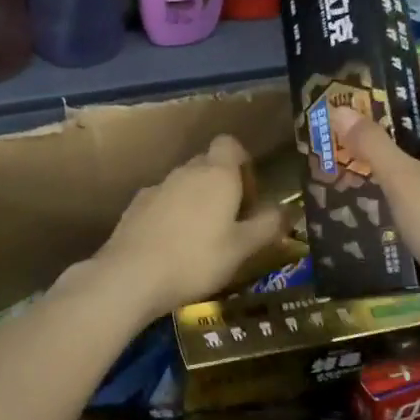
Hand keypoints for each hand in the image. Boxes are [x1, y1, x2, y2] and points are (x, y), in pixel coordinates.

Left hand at [85, 135, 284, 323]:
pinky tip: (172, 246)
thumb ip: (268, 225)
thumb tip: (288, 209)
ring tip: (202, 239)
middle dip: (222, 185)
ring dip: (196, 201)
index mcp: (217, 174)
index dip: (243, 163)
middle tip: (231, 222)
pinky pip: (162, 201)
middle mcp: (186, 171)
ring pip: (184, 184)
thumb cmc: (197, 260)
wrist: (131, 275)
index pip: (230, 144)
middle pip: (208, 164)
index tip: (249, 194)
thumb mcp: (243, 248)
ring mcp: (157, 186)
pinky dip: (172, 214)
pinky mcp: (135, 205)